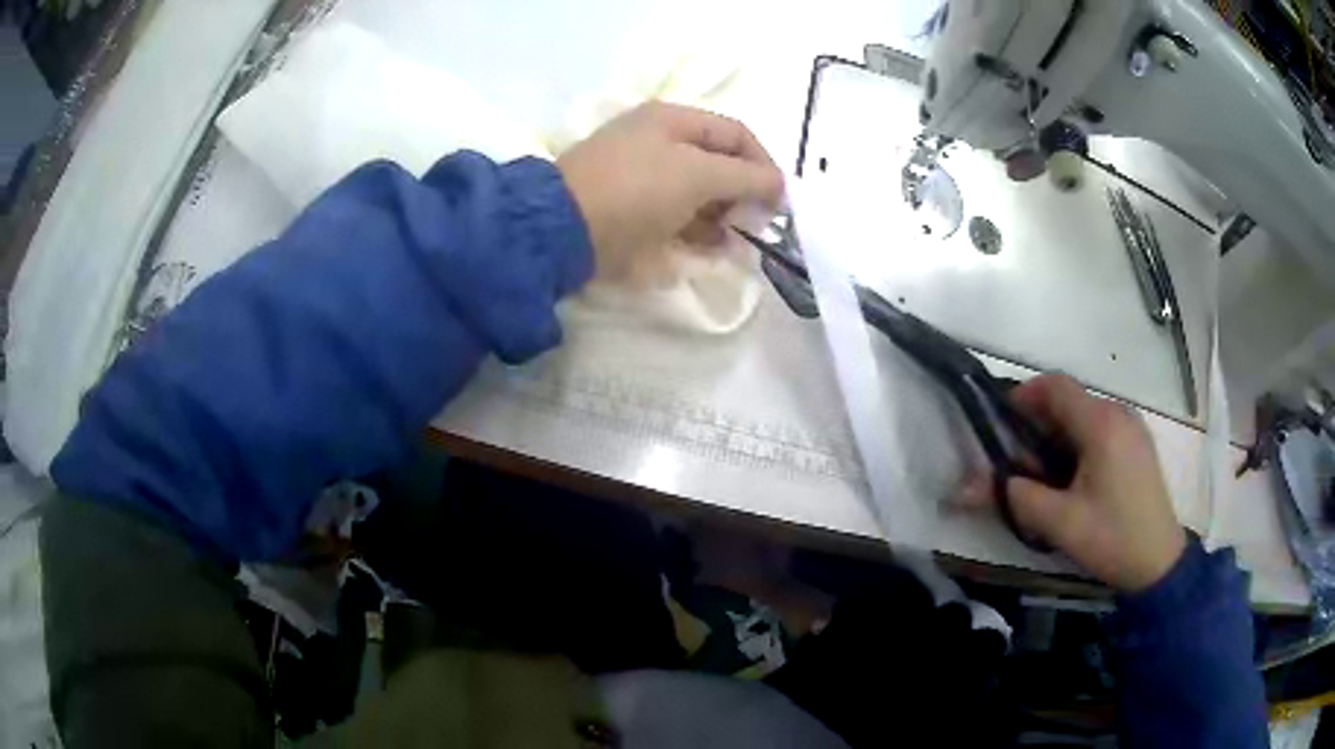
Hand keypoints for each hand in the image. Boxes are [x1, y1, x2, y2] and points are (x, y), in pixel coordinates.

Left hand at [556, 102, 783, 279]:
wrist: (563, 230)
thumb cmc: (637, 190)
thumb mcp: (699, 175)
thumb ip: (747, 177)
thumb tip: (779, 185)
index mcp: (672, 119)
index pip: (736, 133)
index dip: (764, 164)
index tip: (779, 201)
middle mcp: (658, 141)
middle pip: (718, 163)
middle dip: (743, 195)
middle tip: (755, 225)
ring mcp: (641, 176)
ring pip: (698, 193)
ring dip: (723, 218)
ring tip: (736, 243)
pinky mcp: (630, 209)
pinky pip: (675, 215)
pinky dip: (696, 231)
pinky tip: (710, 250)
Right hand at [970, 375, 1186, 591]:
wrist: (1159, 562)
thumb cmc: (1112, 538)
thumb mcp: (1060, 523)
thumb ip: (1016, 498)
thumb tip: (969, 486)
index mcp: (1101, 424)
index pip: (1055, 386)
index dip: (1023, 395)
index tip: (1000, 421)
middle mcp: (1118, 413)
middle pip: (1069, 400)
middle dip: (1038, 422)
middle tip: (1018, 459)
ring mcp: (1132, 426)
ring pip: (1085, 415)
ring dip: (1058, 434)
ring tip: (1044, 472)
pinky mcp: (1138, 443)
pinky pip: (1101, 427)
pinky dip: (1078, 441)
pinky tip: (1074, 476)